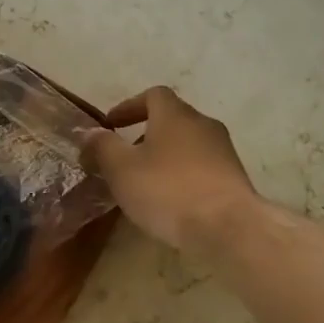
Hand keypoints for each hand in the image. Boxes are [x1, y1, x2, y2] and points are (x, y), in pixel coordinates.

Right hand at [82, 86, 260, 254]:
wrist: (228, 227)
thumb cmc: (168, 190)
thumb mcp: (121, 169)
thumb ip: (102, 146)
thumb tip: (90, 132)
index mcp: (175, 115)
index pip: (153, 95)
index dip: (129, 106)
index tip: (111, 125)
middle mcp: (203, 124)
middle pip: (172, 119)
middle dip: (145, 134)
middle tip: (124, 157)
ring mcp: (223, 151)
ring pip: (187, 144)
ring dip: (164, 156)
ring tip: (144, 183)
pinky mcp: (233, 178)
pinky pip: (200, 167)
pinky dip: (182, 175)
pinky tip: (170, 200)